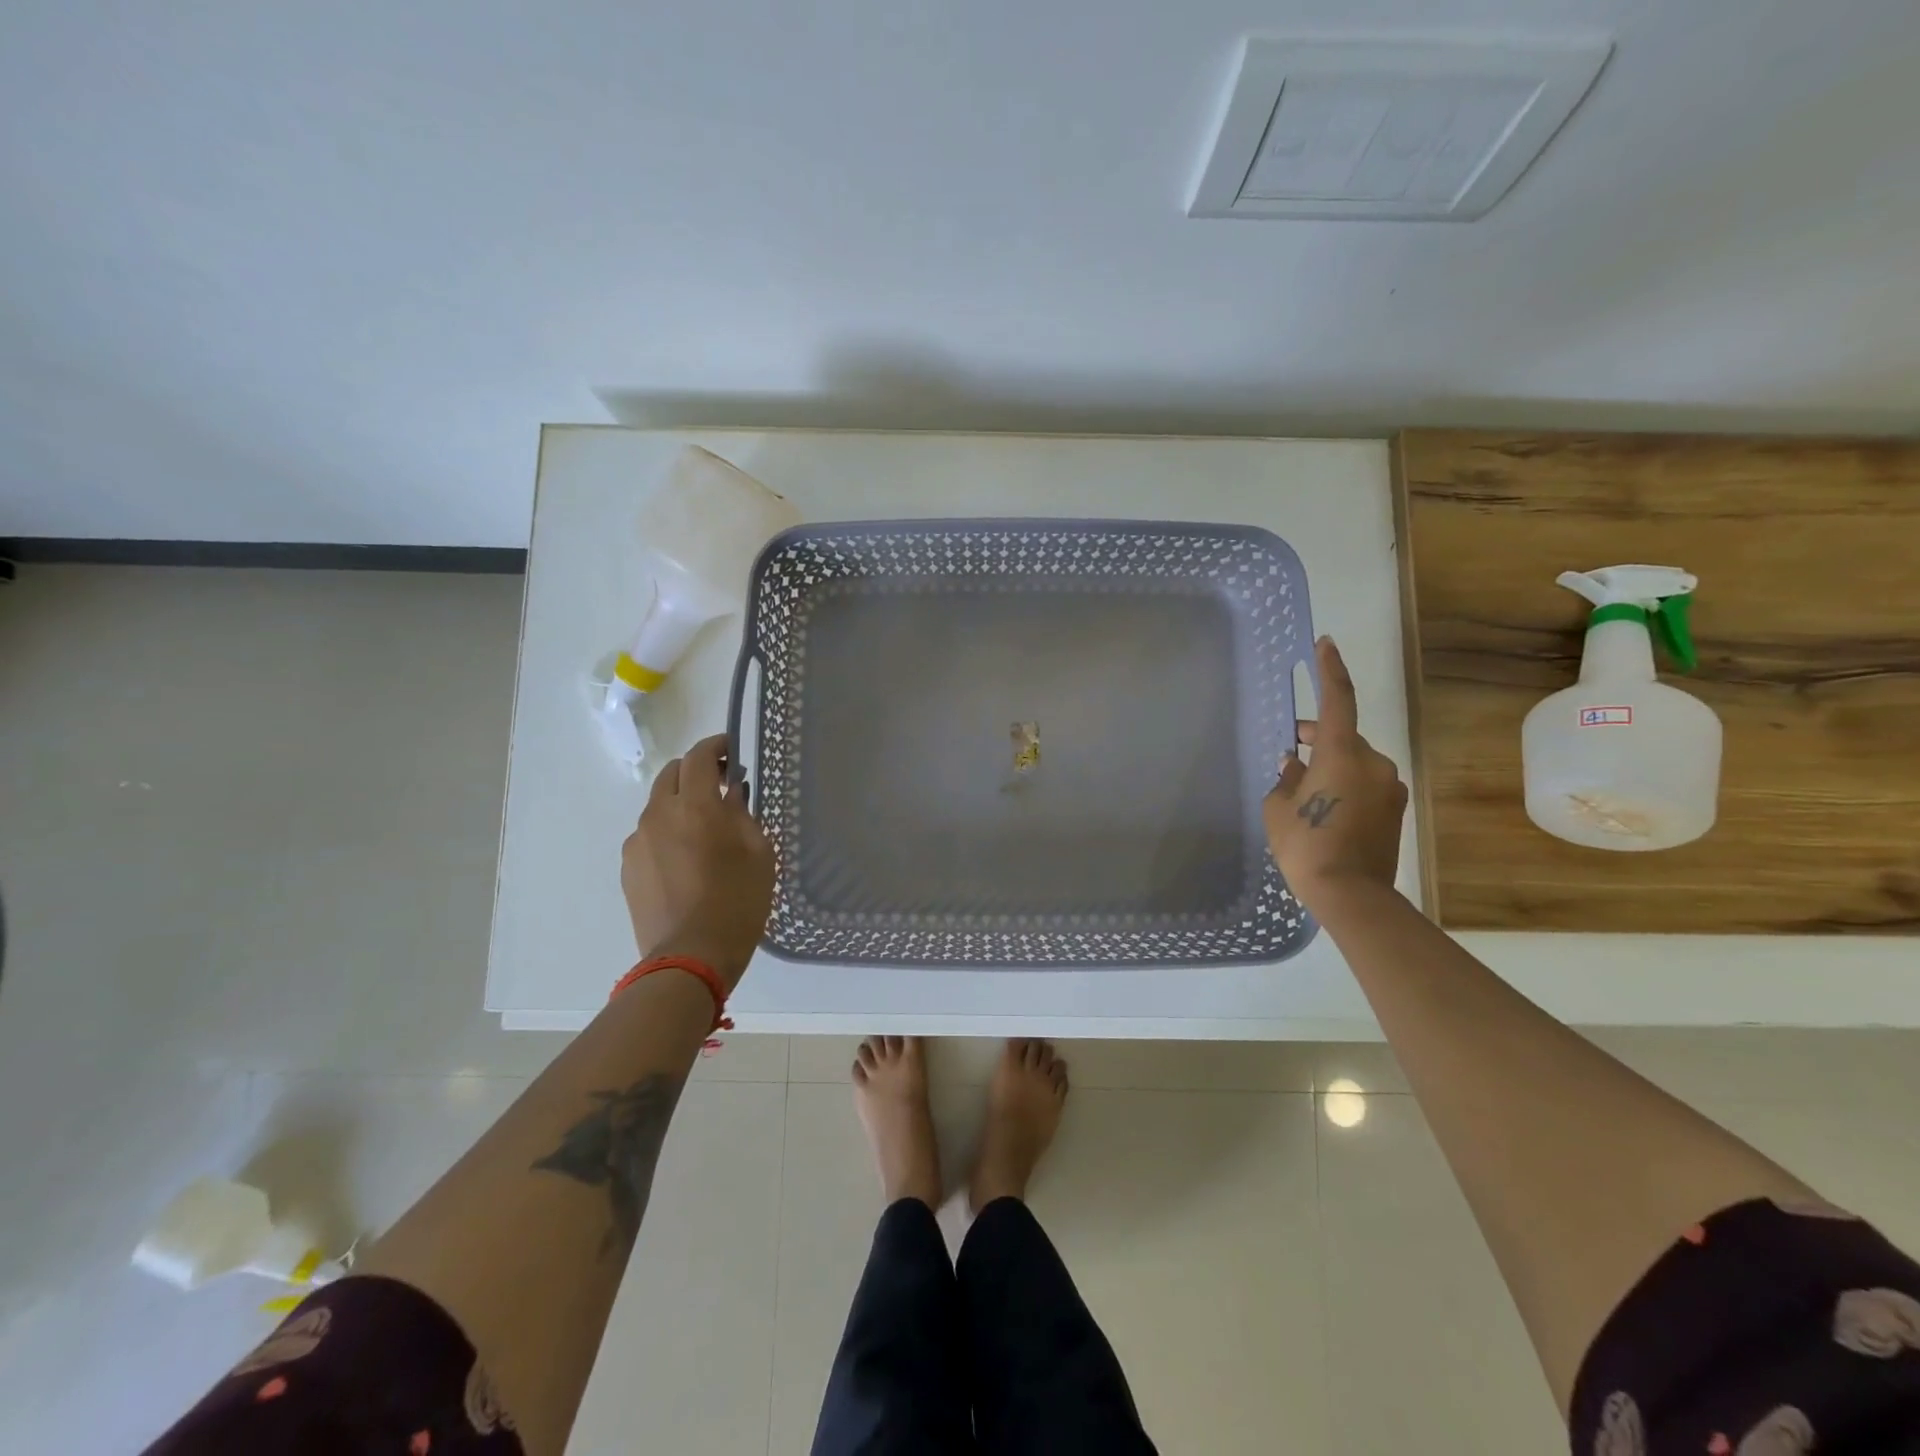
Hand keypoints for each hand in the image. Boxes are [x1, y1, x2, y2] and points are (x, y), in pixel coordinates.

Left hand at [621, 734, 774, 989]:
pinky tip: (686, 857)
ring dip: (681, 802)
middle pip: (672, 774)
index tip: (731, 750)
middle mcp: (659, 816)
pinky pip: (649, 834)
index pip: (699, 757)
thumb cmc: (737, 903)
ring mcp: (638, 842)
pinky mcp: (628, 867)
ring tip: (704, 827)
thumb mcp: (759, 854)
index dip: (716, 746)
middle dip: (696, 770)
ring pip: (658, 804)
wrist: (690, 958)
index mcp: (696, 807)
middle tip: (722, 785)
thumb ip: (743, 814)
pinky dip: (667, 830)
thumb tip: (731, 793)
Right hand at [1262, 636, 1408, 916]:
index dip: (1330, 670)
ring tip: (1304, 789)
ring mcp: (1389, 786)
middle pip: (1343, 735)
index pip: (1337, 700)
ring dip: (1331, 765)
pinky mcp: (1396, 808)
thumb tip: (1294, 763)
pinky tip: (1326, 808)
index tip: (1326, 644)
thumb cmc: (1306, 845)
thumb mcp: (1279, 808)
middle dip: (1317, 737)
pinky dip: (1345, 784)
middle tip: (1291, 748)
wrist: (1351, 894)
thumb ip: (1286, 777)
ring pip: (1354, 761)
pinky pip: (1365, 783)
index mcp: (1342, 754)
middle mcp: (1373, 762)